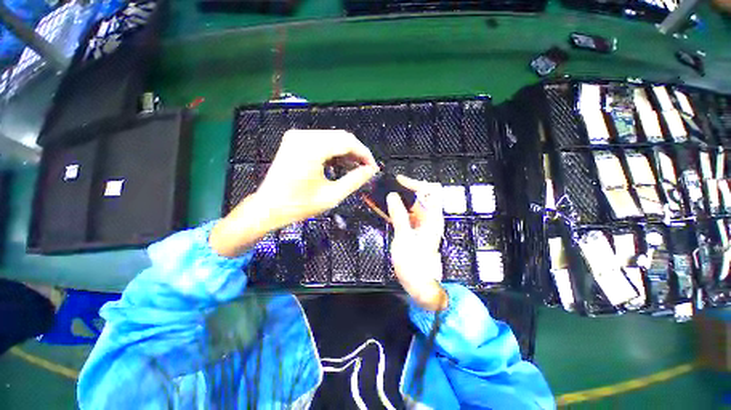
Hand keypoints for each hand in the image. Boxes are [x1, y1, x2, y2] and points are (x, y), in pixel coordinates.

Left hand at [211, 130, 377, 256]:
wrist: (268, 207)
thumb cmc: (299, 205)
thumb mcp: (332, 196)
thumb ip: (354, 180)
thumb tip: (371, 171)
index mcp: (311, 149)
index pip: (348, 142)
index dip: (364, 154)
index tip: (373, 168)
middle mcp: (303, 136)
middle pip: (341, 137)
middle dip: (357, 153)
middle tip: (365, 169)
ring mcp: (297, 136)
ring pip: (332, 138)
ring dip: (346, 152)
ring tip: (355, 169)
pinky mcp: (294, 140)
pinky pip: (321, 141)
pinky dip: (334, 151)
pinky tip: (340, 164)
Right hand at [387, 176, 447, 310]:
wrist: (418, 284)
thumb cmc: (414, 263)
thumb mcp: (404, 237)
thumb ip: (399, 215)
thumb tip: (392, 196)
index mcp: (432, 217)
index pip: (431, 191)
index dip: (416, 183)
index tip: (399, 182)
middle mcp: (428, 217)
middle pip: (419, 196)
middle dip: (403, 189)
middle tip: (386, 186)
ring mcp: (419, 224)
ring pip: (408, 205)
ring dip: (395, 199)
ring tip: (378, 193)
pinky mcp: (411, 229)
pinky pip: (402, 215)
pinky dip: (392, 210)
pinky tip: (379, 206)